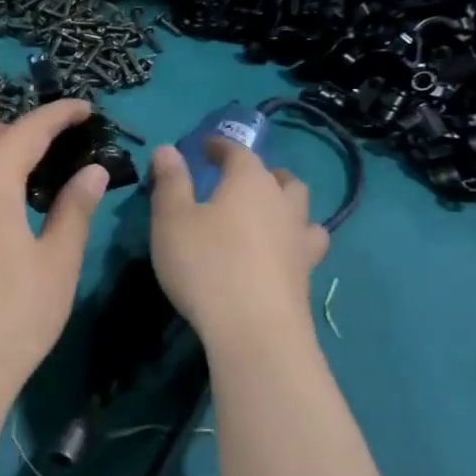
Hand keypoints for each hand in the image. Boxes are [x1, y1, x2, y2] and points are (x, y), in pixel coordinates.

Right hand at [148, 140, 328, 350]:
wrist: (254, 328)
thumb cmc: (205, 264)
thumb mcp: (172, 220)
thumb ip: (171, 182)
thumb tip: (169, 149)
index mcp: (249, 182)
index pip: (238, 152)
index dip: (221, 147)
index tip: (207, 148)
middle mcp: (282, 203)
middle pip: (280, 178)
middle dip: (262, 173)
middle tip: (240, 182)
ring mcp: (300, 239)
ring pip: (301, 209)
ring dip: (285, 204)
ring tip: (268, 214)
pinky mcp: (307, 274)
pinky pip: (306, 244)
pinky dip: (294, 240)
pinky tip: (281, 253)